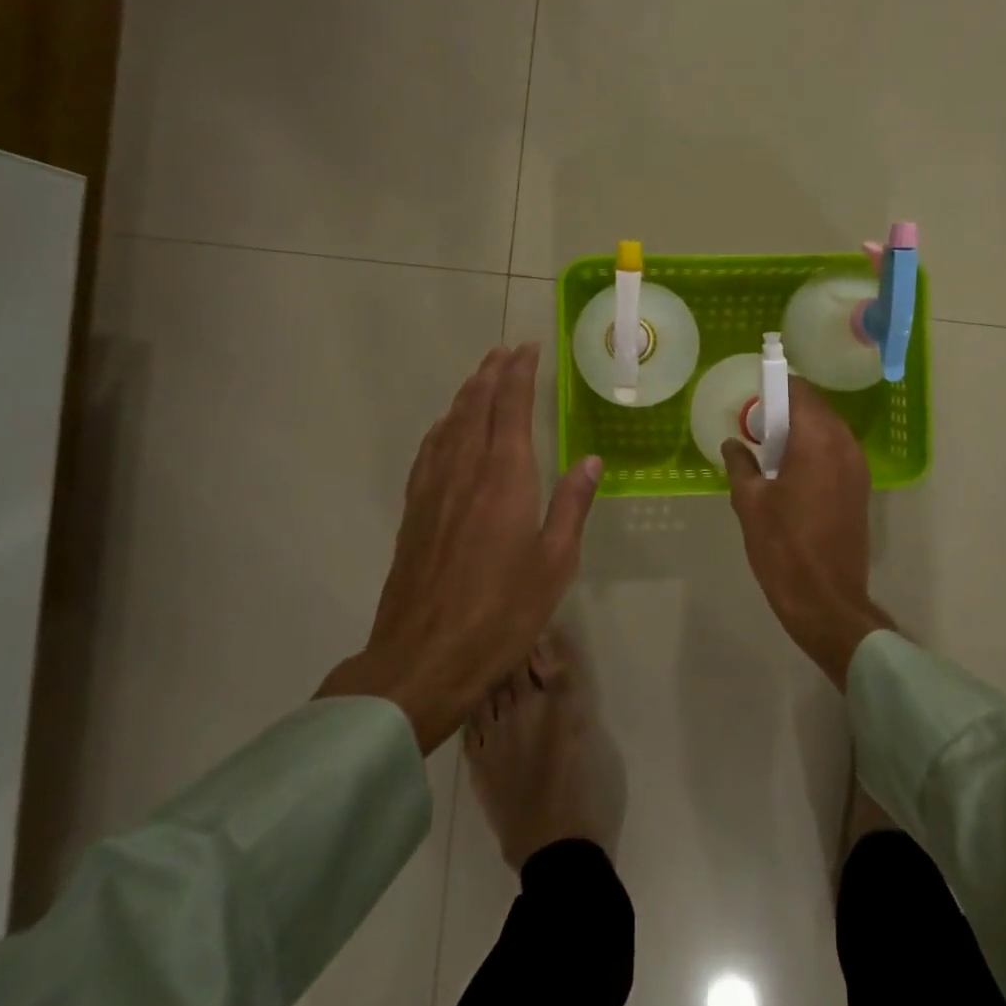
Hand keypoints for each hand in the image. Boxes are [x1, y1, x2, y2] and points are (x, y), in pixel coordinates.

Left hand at [317, 343, 601, 751]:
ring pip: (450, 425)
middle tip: (506, 350)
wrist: (424, 657)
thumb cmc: (502, 613)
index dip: (519, 374)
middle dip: (492, 373)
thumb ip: (572, 505)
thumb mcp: (555, 564)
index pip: (511, 409)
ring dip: (466, 394)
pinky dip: (441, 427)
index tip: (528, 348)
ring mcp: (434, 490)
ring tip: (480, 375)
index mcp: (505, 479)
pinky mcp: (414, 512)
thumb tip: (591, 459)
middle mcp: (466, 472)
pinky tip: (445, 427)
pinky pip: (428, 452)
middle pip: (477, 407)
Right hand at [721, 379, 892, 688]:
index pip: (799, 391)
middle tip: (756, 425)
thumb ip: (740, 464)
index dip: (775, 386)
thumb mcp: (750, 503)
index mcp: (817, 440)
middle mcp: (844, 445)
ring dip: (801, 429)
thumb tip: (733, 443)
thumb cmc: (783, 548)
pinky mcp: (860, 487)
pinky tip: (791, 471)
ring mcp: (857, 467)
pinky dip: (815, 449)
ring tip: (770, 449)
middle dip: (787, 408)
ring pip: (828, 429)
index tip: (752, 394)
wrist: (826, 600)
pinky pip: (836, 451)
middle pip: (816, 407)